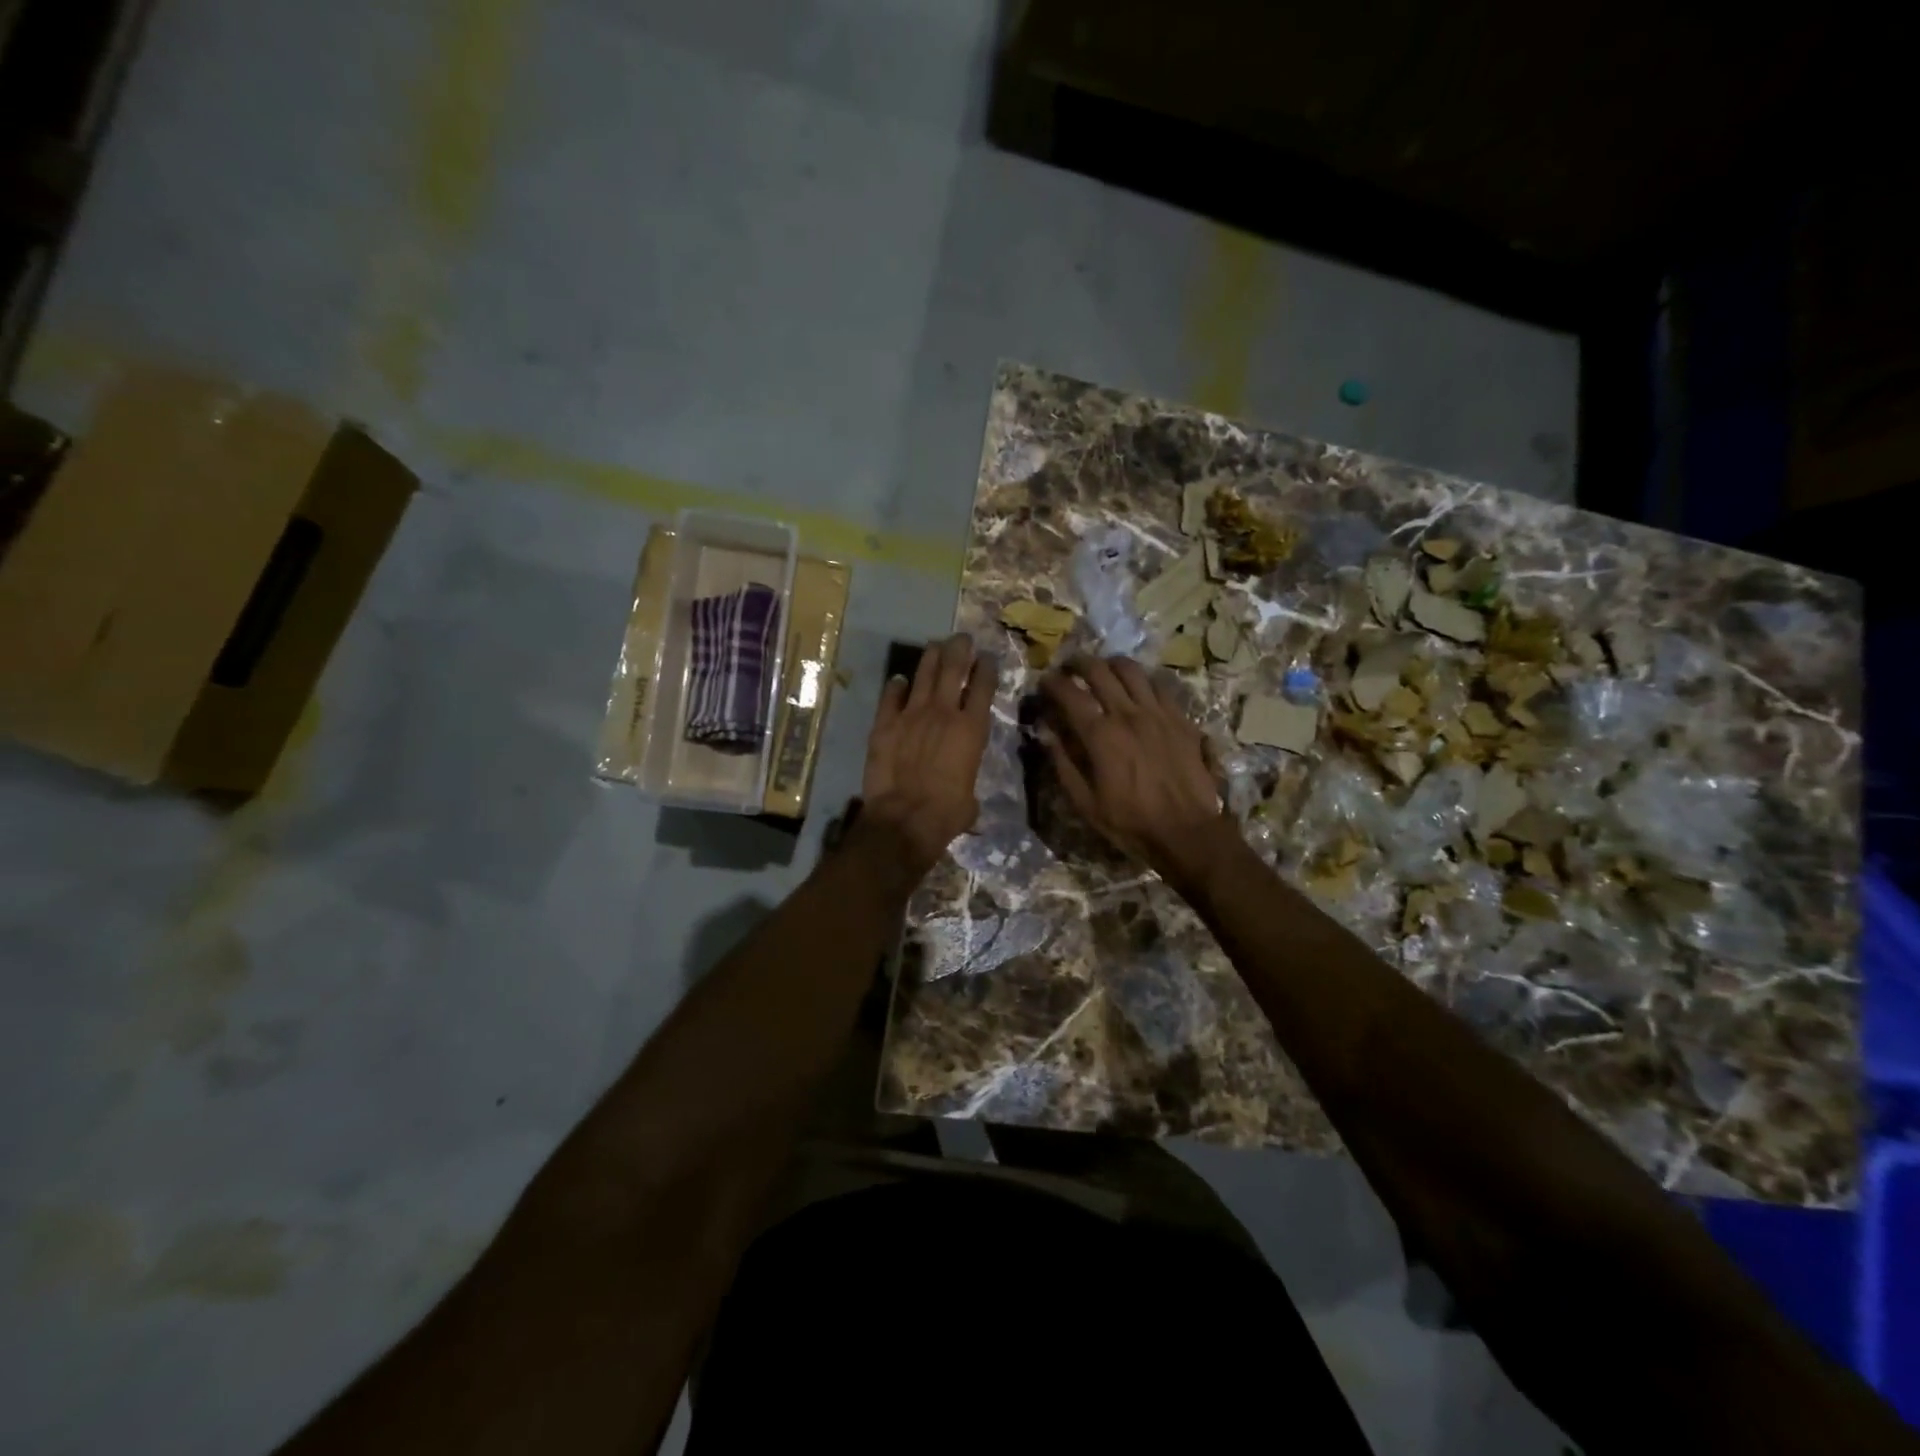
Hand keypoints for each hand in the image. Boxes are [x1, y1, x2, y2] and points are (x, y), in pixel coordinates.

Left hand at [859, 633, 999, 876]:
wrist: (904, 818)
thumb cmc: (947, 813)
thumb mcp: (970, 798)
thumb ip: (967, 780)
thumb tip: (963, 793)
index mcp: (972, 729)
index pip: (983, 686)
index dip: (986, 668)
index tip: (987, 658)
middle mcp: (944, 712)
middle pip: (953, 668)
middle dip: (960, 649)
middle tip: (962, 639)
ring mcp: (912, 714)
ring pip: (923, 674)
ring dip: (931, 657)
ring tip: (935, 646)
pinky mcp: (885, 723)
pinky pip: (891, 696)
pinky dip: (896, 686)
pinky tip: (899, 680)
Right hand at [1037, 655, 1234, 888]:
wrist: (1187, 832)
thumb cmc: (1130, 822)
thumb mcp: (1085, 803)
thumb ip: (1063, 763)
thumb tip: (1046, 733)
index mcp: (1101, 735)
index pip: (1069, 694)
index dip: (1052, 683)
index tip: (1044, 682)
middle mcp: (1128, 714)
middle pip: (1099, 671)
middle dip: (1078, 663)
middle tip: (1070, 667)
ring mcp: (1158, 713)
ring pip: (1131, 670)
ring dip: (1111, 665)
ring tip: (1104, 670)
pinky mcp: (1181, 719)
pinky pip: (1159, 686)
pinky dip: (1142, 681)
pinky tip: (1138, 689)